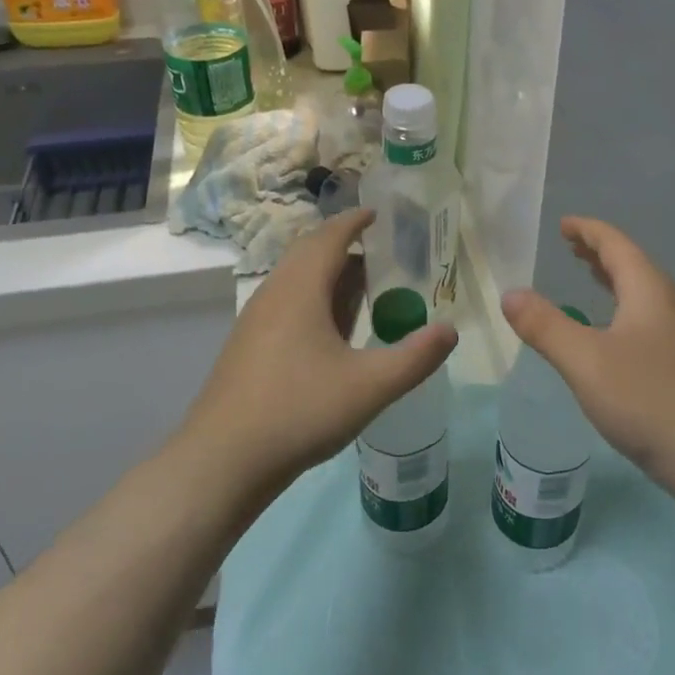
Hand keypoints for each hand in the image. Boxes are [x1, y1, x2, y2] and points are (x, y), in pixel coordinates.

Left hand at [178, 208, 456, 498]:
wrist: (222, 460)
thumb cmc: (299, 411)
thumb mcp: (369, 386)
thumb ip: (415, 357)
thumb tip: (451, 330)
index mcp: (300, 288)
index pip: (330, 236)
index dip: (355, 221)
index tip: (379, 214)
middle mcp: (274, 293)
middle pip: (310, 253)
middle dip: (344, 247)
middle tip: (381, 255)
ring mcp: (255, 320)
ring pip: (296, 281)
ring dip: (328, 276)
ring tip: (363, 291)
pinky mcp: (247, 346)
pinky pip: (286, 304)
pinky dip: (313, 300)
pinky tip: (331, 334)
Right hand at [502, 217, 674, 483]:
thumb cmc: (646, 399)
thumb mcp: (584, 360)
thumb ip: (545, 325)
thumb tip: (510, 294)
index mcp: (649, 290)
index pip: (616, 245)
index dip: (588, 231)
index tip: (564, 224)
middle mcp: (669, 304)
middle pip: (632, 265)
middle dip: (599, 252)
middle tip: (570, 247)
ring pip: (642, 293)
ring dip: (613, 280)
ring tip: (588, 277)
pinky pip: (647, 317)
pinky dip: (622, 307)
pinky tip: (612, 332)